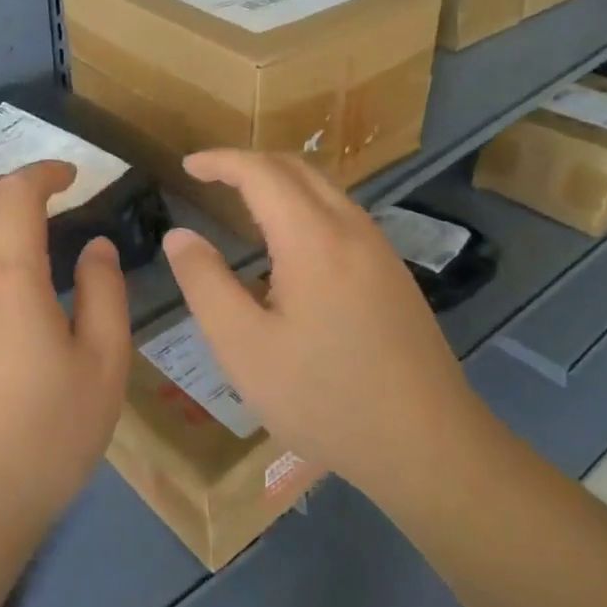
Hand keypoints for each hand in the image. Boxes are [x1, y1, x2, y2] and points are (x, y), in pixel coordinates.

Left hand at [0, 160, 131, 556]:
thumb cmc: (42, 441)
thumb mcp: (102, 368)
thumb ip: (103, 294)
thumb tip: (95, 247)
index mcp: (7, 276)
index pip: (18, 194)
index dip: (45, 173)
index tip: (71, 176)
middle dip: (7, 184)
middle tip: (42, 199)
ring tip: (1, 231)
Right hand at [162, 151, 500, 511]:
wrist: (427, 445)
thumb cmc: (323, 398)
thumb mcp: (243, 347)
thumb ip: (205, 284)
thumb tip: (179, 236)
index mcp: (313, 240)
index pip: (262, 173)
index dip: (221, 161)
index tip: (187, 166)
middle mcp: (352, 231)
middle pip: (298, 169)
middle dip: (251, 163)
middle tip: (211, 178)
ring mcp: (380, 252)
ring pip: (326, 191)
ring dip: (281, 183)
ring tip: (243, 205)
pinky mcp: (393, 275)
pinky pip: (342, 217)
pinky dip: (305, 207)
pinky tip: (290, 247)